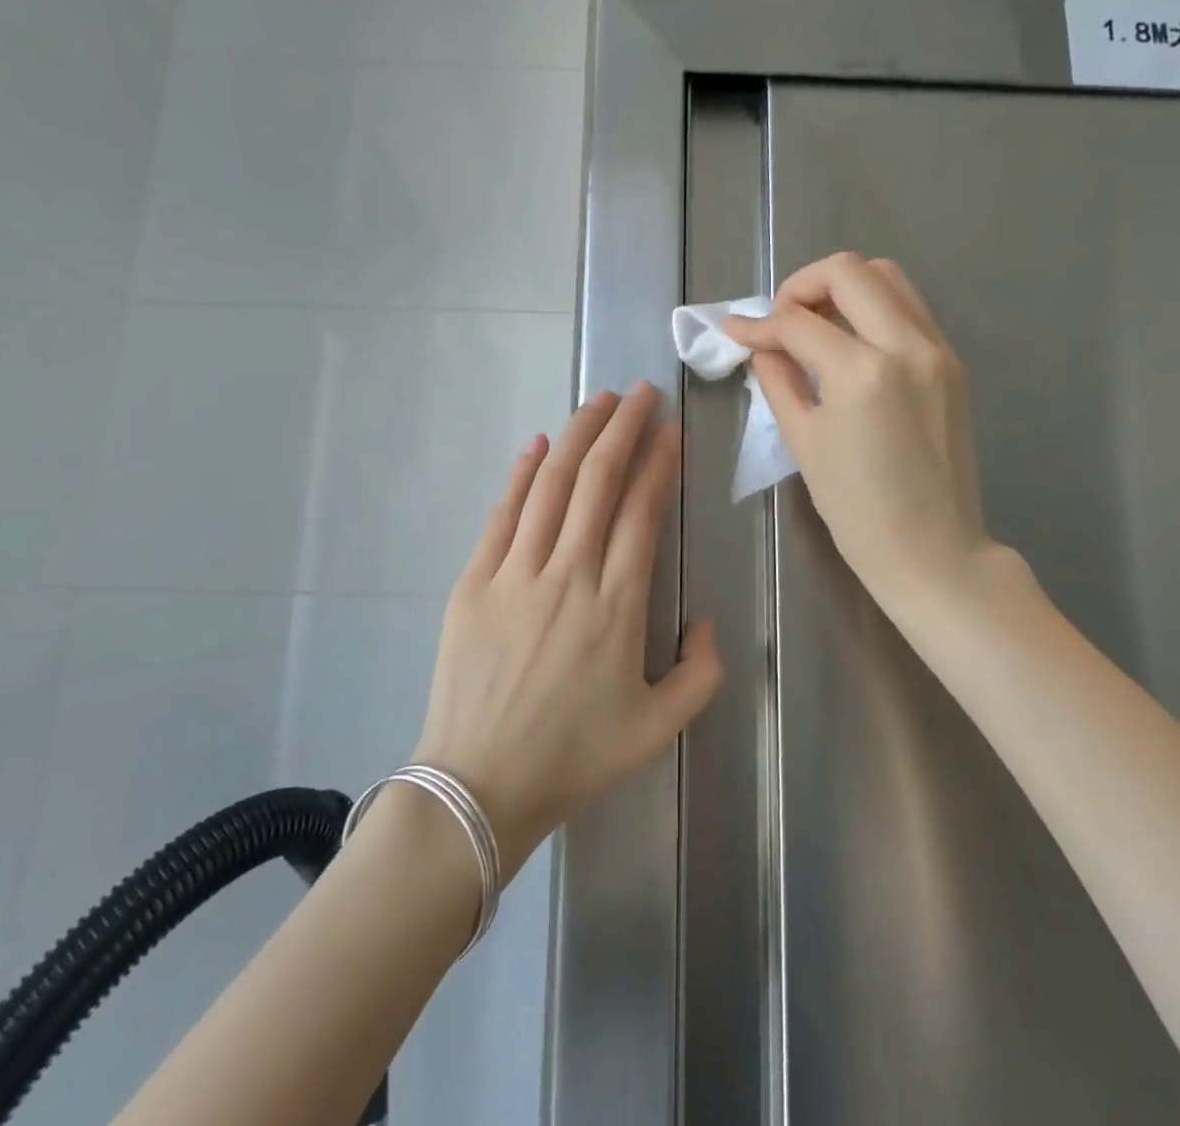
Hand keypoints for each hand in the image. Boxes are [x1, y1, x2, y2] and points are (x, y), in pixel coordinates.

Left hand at [413, 382, 721, 876]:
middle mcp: (569, 574)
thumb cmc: (573, 759)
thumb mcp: (659, 730)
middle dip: (623, 427)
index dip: (658, 462)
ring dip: (578, 436)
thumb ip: (701, 673)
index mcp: (618, 605)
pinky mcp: (474, 582)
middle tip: (640, 391)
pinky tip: (538, 444)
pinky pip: (503, 515)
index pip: (642, 511)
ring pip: (552, 486)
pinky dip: (522, 474)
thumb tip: (705, 621)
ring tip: (598, 400)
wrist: (478, 788)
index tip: (669, 428)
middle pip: (598, 481)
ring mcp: (516, 574)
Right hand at [722, 253, 992, 611]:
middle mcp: (906, 346)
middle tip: (780, 320)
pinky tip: (850, 343)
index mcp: (862, 373)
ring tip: (814, 325)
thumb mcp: (804, 443)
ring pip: (888, 278)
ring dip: (843, 288)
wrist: (933, 550)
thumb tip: (761, 347)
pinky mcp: (951, 363)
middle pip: (849, 271)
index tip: (734, 331)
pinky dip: (873, 308)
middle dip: (802, 285)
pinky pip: (909, 308)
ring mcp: (937, 350)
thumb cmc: (857, 510)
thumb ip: (778, 382)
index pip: (798, 322)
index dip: (758, 324)